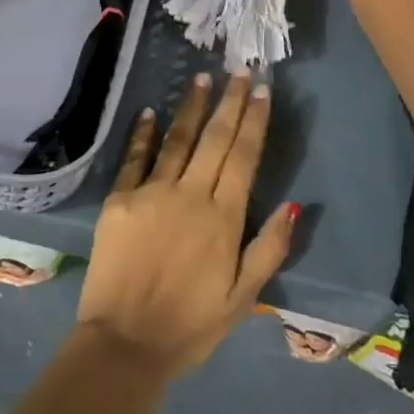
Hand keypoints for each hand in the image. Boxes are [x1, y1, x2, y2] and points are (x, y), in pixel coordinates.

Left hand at [76, 73, 296, 377]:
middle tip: (238, 70)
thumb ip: (269, 249)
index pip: (243, 156)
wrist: (124, 344)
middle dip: (229, 101)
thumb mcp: (243, 298)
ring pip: (177, 140)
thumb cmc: (190, 326)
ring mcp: (150, 193)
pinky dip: (143, 134)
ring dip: (191, 108)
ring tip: (201, 78)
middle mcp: (189, 195)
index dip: (253, 120)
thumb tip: (294, 204)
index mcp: (223, 218)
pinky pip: (134, 159)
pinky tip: (150, 111)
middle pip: (214, 139)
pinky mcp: (118, 201)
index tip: (261, 90)